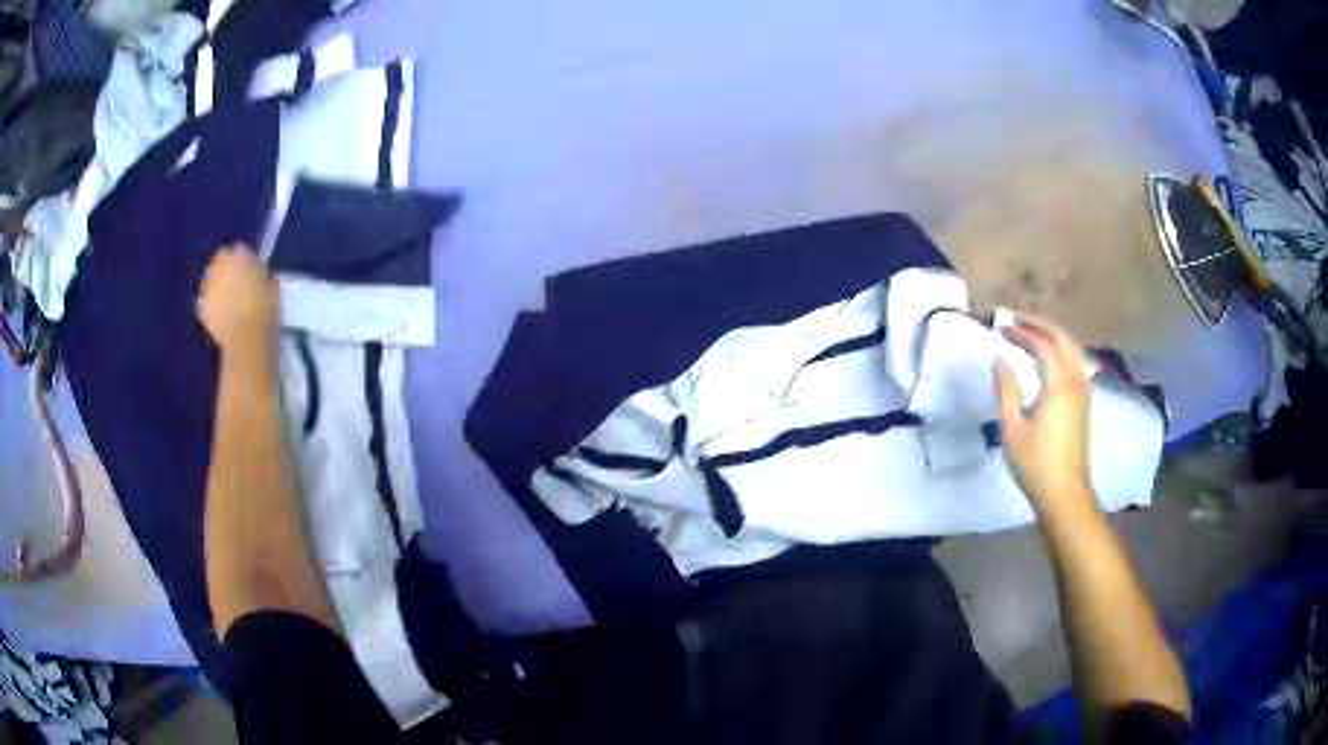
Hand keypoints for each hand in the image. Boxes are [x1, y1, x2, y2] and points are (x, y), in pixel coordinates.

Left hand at [197, 245, 277, 361]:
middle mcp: (220, 265)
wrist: (246, 338)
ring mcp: (208, 286)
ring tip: (229, 302)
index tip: (250, 270)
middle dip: (227, 271)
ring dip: (218, 287)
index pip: (239, 250)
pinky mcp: (201, 307)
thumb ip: (261, 275)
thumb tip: (259, 274)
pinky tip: (221, 315)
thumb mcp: (272, 287)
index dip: (244, 260)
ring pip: (211, 281)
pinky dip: (212, 306)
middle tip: (238, 284)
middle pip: (221, 261)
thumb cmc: (264, 310)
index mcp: (239, 255)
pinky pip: (206, 301)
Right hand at [992, 314, 1094, 515]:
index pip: (1042, 344)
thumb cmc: (1035, 463)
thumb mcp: (1012, 428)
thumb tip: (999, 360)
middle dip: (1039, 325)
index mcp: (1059, 384)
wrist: (1065, 494)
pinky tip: (1051, 357)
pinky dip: (1062, 349)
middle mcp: (1076, 380)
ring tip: (1031, 334)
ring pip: (1072, 348)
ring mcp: (1084, 391)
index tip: (1001, 327)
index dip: (1022, 332)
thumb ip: (1005, 390)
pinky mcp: (1084, 402)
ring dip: (1052, 335)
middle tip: (1016, 321)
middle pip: (1062, 339)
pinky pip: (1076, 361)